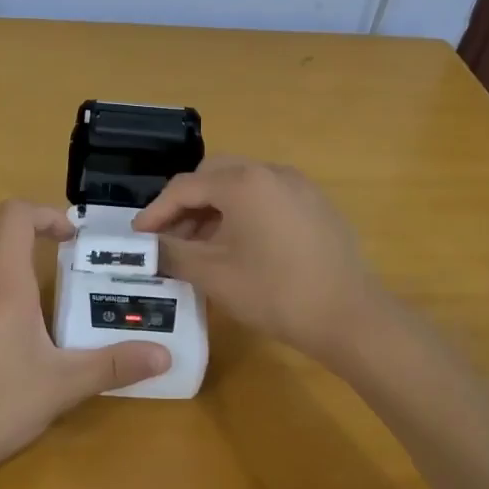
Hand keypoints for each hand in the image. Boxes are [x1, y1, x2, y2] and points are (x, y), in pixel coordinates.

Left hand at [0, 201, 170, 481]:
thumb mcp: (62, 386)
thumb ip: (113, 366)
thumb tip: (165, 356)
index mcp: (1, 285)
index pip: (15, 216)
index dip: (45, 214)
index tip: (69, 239)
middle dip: (31, 255)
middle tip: (60, 289)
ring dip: (6, 289)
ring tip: (30, 334)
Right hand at [134, 157, 383, 363]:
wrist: (350, 316)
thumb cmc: (275, 292)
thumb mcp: (214, 275)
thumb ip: (172, 254)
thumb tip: (146, 248)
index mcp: (242, 182)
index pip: (184, 187)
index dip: (155, 212)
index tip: (138, 238)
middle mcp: (271, 172)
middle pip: (213, 177)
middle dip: (185, 206)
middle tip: (169, 239)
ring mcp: (298, 186)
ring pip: (241, 187)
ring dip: (214, 210)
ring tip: (200, 249)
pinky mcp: (315, 205)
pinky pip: (267, 198)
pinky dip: (243, 214)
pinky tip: (239, 249)